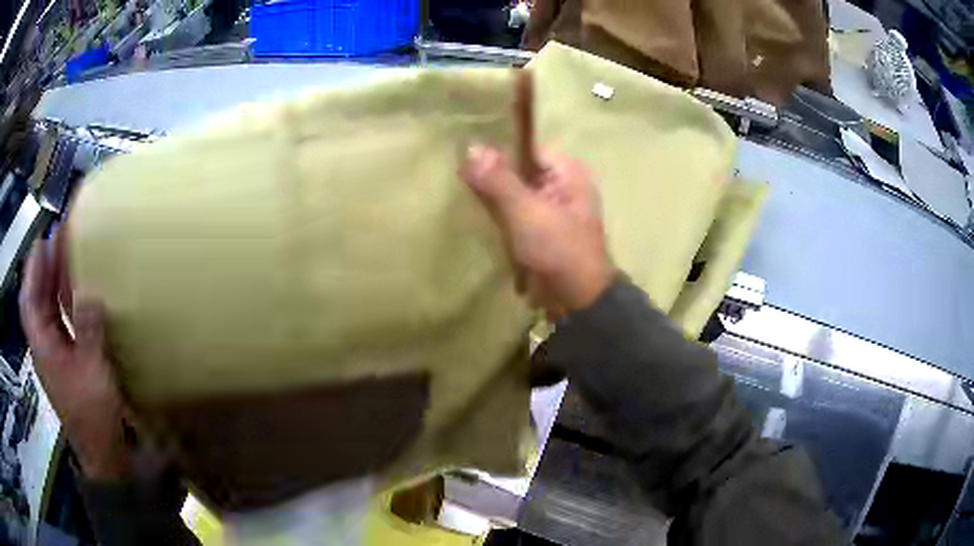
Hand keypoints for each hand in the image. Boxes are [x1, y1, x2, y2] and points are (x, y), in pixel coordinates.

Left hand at [20, 233, 130, 481]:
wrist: (102, 453)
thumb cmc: (93, 415)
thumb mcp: (92, 372)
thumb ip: (88, 330)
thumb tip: (90, 293)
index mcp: (42, 346)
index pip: (29, 299)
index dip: (34, 268)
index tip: (44, 238)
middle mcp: (43, 345)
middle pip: (37, 299)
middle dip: (44, 267)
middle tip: (58, 237)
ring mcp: (54, 354)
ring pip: (47, 309)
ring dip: (53, 281)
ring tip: (66, 255)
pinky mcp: (66, 361)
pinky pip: (59, 322)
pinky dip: (63, 302)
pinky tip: (74, 292)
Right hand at [460, 145, 613, 319]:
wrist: (578, 300)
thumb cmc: (558, 250)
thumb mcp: (526, 212)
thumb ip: (498, 180)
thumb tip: (470, 145)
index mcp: (567, 172)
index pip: (524, 149)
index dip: (496, 153)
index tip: (464, 161)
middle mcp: (562, 185)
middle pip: (518, 171)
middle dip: (491, 179)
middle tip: (459, 182)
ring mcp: (552, 209)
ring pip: (514, 194)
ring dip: (493, 200)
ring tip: (463, 199)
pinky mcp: (542, 230)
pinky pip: (515, 214)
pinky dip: (499, 217)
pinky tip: (477, 218)